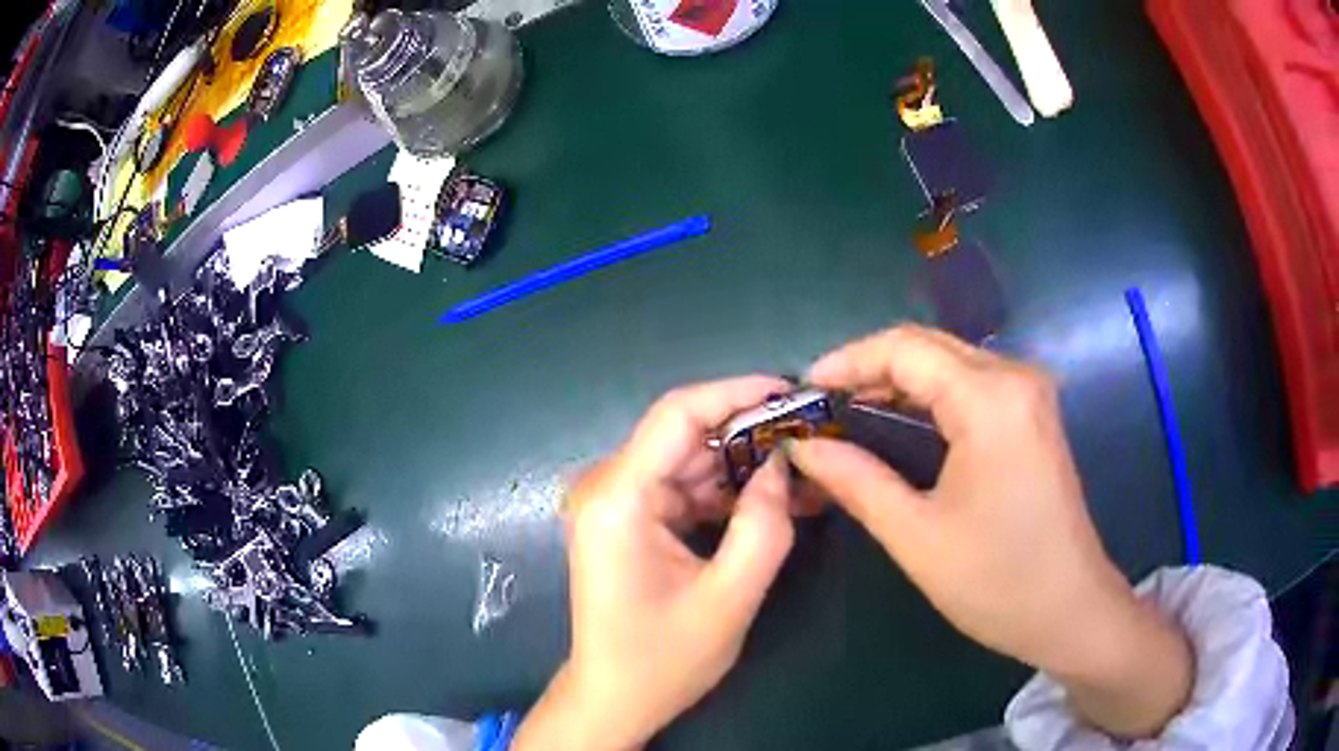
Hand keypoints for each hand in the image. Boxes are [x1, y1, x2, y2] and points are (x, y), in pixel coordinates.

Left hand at [514, 377, 795, 750]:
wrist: (615, 697)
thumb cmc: (664, 659)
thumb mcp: (729, 597)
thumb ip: (764, 525)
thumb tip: (783, 463)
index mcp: (617, 499)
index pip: (678, 415)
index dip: (737, 393)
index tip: (792, 391)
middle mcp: (606, 488)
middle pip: (684, 435)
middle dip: (750, 432)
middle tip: (811, 434)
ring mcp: (615, 503)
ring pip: (688, 461)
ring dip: (743, 465)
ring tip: (803, 469)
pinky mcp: (628, 520)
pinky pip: (682, 489)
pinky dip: (724, 493)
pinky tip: (770, 499)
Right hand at [787, 325, 1191, 737]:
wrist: (1069, 608)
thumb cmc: (996, 580)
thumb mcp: (915, 536)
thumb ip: (855, 480)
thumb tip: (802, 447)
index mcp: (990, 400)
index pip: (905, 349)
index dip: (847, 361)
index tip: (802, 392)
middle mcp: (1014, 377)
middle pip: (927, 346)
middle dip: (868, 367)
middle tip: (819, 406)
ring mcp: (1029, 393)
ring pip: (949, 361)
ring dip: (897, 380)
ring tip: (846, 412)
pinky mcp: (1032, 413)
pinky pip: (970, 383)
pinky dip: (927, 396)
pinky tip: (897, 422)